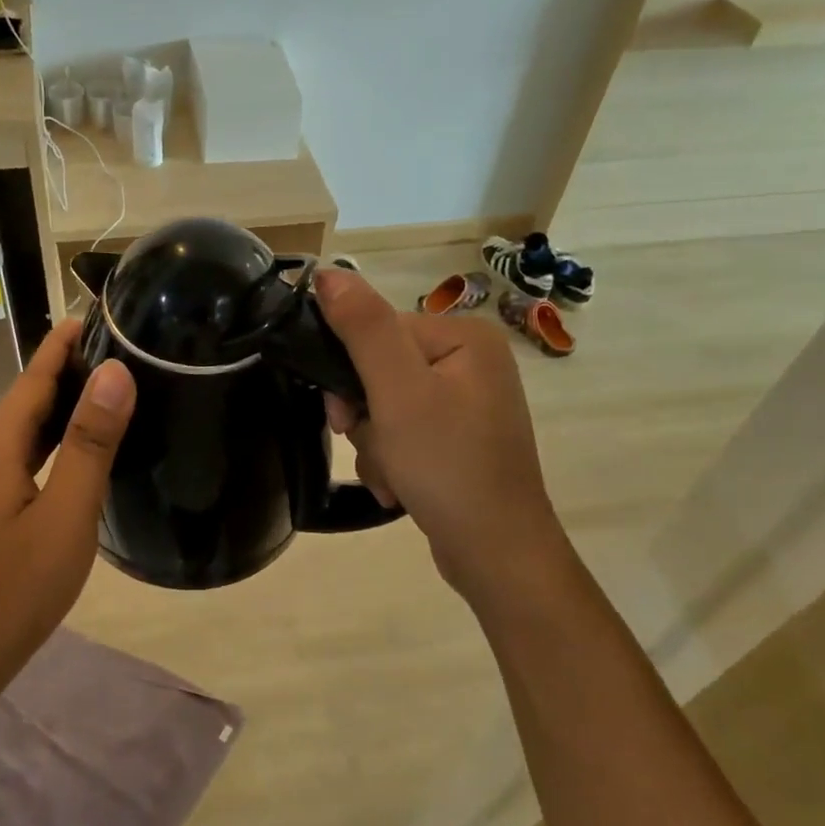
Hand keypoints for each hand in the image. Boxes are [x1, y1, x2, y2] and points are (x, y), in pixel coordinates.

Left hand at [0, 319, 133, 699]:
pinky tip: (81, 454)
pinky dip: (55, 444)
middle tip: (123, 349)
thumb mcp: (65, 516)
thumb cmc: (13, 590)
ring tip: (111, 390)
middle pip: (29, 400)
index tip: (100, 313)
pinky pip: (25, 461)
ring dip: (64, 408)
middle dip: (70, 370)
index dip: (65, 343)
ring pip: (27, 433)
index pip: (34, 377)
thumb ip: (89, 444)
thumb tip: (115, 374)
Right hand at [314, 267, 561, 603]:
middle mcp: (471, 363)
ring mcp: (467, 404)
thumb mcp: (398, 392)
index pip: (379, 332)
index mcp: (464, 337)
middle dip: (366, 418)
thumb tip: (328, 272)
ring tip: (394, 477)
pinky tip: (401, 488)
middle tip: (377, 449)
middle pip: (380, 372)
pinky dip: (393, 461)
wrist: (496, 553)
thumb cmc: (447, 465)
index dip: (351, 374)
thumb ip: (363, 328)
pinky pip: (405, 435)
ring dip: (376, 445)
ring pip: (386, 408)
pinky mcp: (459, 440)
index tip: (344, 415)